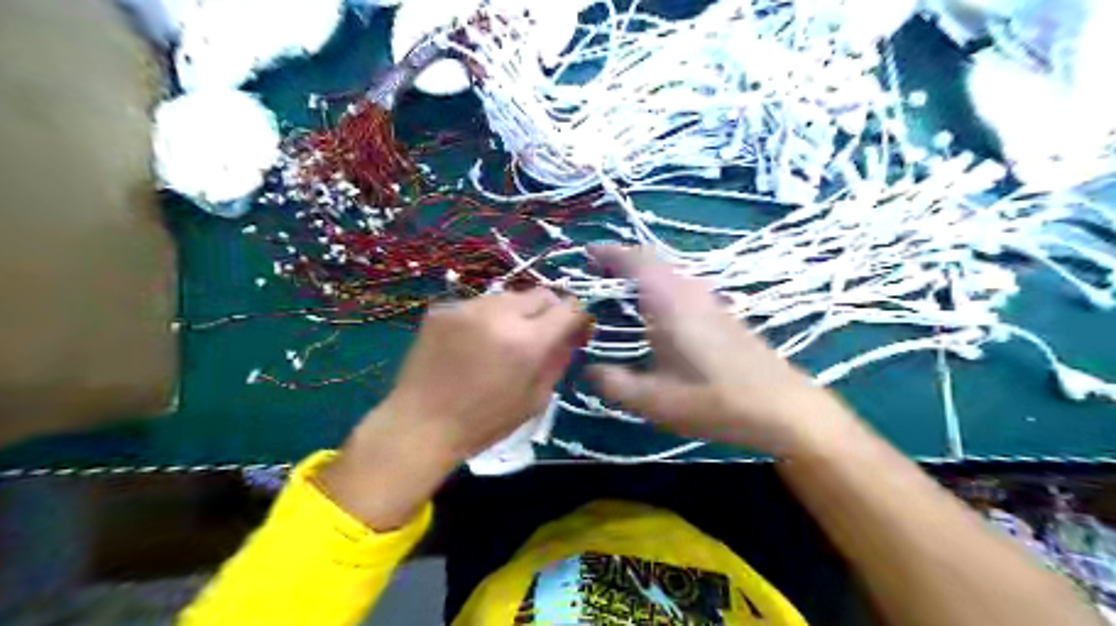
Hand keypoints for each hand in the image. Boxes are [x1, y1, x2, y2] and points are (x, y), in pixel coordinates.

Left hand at [319, 285, 586, 527]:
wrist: (421, 424)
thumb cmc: (485, 422)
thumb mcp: (535, 399)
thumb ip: (558, 360)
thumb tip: (571, 335)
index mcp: (528, 341)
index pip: (568, 307)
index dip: (576, 317)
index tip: (573, 329)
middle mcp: (500, 314)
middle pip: (540, 293)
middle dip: (548, 311)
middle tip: (540, 334)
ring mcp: (468, 307)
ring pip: (509, 296)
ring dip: (516, 313)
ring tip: (504, 339)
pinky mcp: (444, 308)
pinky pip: (479, 304)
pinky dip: (487, 318)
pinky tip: (474, 342)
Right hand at [588, 244, 857, 460]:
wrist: (783, 407)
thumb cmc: (715, 400)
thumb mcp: (655, 401)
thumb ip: (615, 384)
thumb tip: (588, 370)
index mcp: (670, 302)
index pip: (636, 261)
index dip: (609, 252)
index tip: (585, 253)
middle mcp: (691, 292)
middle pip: (653, 261)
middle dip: (622, 261)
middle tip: (596, 273)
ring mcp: (711, 301)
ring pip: (670, 273)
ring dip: (643, 274)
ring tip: (620, 290)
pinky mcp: (723, 314)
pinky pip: (683, 287)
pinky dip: (660, 288)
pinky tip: (657, 314)